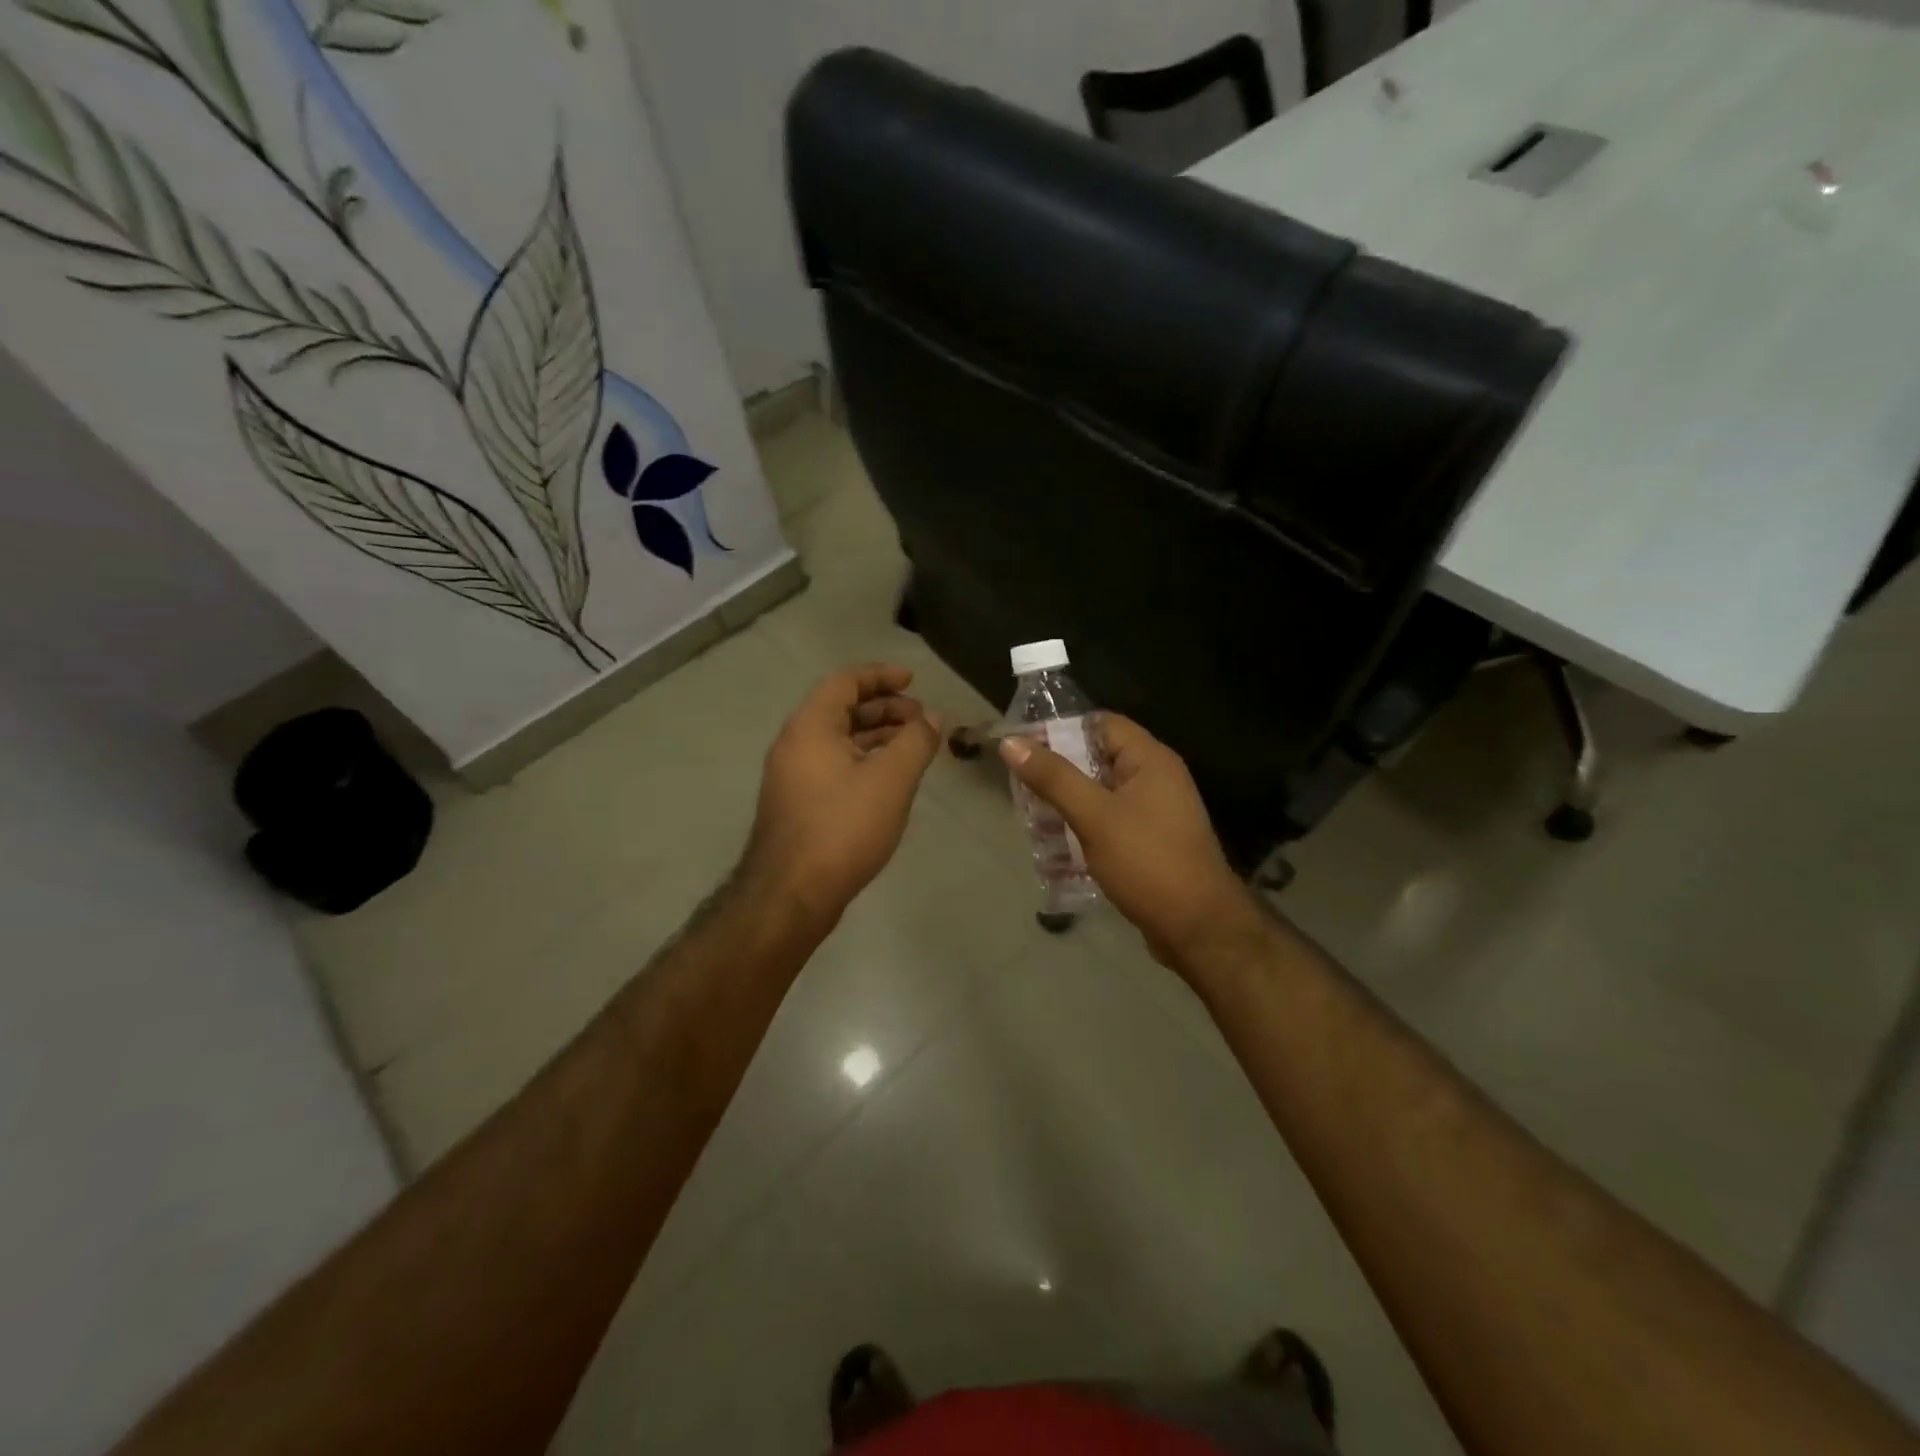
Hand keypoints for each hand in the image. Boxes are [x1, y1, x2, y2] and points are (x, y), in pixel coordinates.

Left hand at [747, 664, 942, 927]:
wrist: (791, 894)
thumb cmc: (843, 827)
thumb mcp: (891, 779)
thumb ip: (916, 741)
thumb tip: (932, 717)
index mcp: (811, 726)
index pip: (845, 682)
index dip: (881, 676)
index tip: (913, 681)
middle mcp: (795, 744)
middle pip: (841, 709)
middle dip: (884, 708)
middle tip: (921, 719)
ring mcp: (792, 776)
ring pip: (838, 741)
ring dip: (876, 736)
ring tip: (913, 747)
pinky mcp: (797, 804)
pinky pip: (833, 765)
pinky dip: (863, 760)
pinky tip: (888, 781)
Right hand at [1000, 715, 1253, 968]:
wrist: (1198, 929)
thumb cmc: (1147, 862)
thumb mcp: (1094, 816)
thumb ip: (1053, 778)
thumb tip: (1011, 742)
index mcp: (1150, 760)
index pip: (1101, 724)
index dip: (1061, 729)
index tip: (1023, 746)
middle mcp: (1156, 779)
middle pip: (1098, 759)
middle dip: (1058, 772)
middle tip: (1019, 787)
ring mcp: (1155, 813)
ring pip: (1100, 795)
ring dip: (1066, 805)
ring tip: (1029, 819)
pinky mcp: (1149, 843)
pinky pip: (1109, 824)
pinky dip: (1083, 829)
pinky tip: (1054, 848)